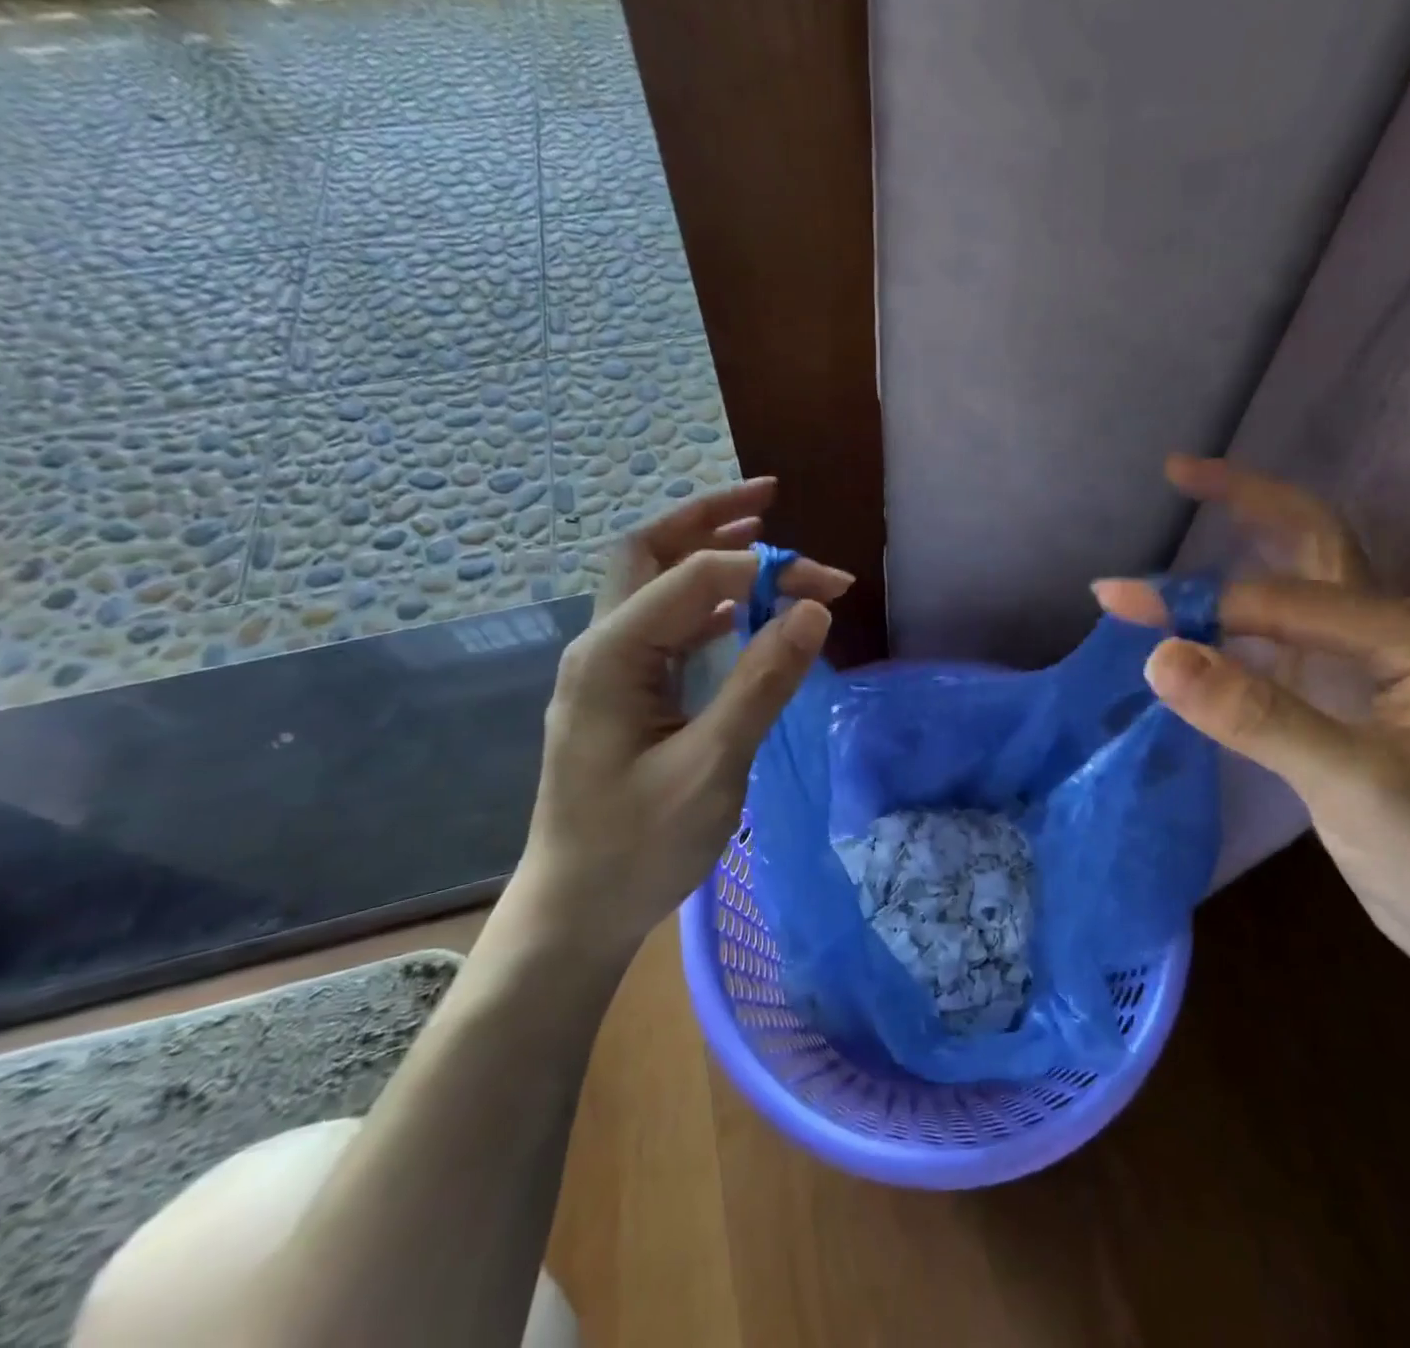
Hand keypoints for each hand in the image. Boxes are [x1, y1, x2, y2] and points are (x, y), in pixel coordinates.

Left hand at [518, 479, 853, 956]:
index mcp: (612, 656)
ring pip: (654, 584)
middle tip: (769, 497)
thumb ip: (762, 683)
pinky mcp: (623, 693)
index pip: (696, 578)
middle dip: (708, 518)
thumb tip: (814, 611)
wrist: (577, 912)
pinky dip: (706, 601)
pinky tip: (744, 609)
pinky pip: (666, 625)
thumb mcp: (713, 767)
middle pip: (648, 551)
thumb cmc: (638, 847)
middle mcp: (602, 647)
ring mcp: (609, 670)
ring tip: (762, 534)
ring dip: (705, 552)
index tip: (833, 587)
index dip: (768, 570)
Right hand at [1095, 457, 1409, 992]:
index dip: (1193, 600)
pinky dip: (1237, 615)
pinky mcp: (1348, 693)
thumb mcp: (1354, 786)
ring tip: (1182, 521)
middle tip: (1177, 470)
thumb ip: (1256, 715)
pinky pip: (1285, 634)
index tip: (1115, 602)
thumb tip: (1158, 655)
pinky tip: (1200, 617)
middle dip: (1243, 503)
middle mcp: (1394, 628)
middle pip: (1311, 542)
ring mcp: (1372, 659)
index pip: (1279, 599)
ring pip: (1295, 584)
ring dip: (1236, 554)